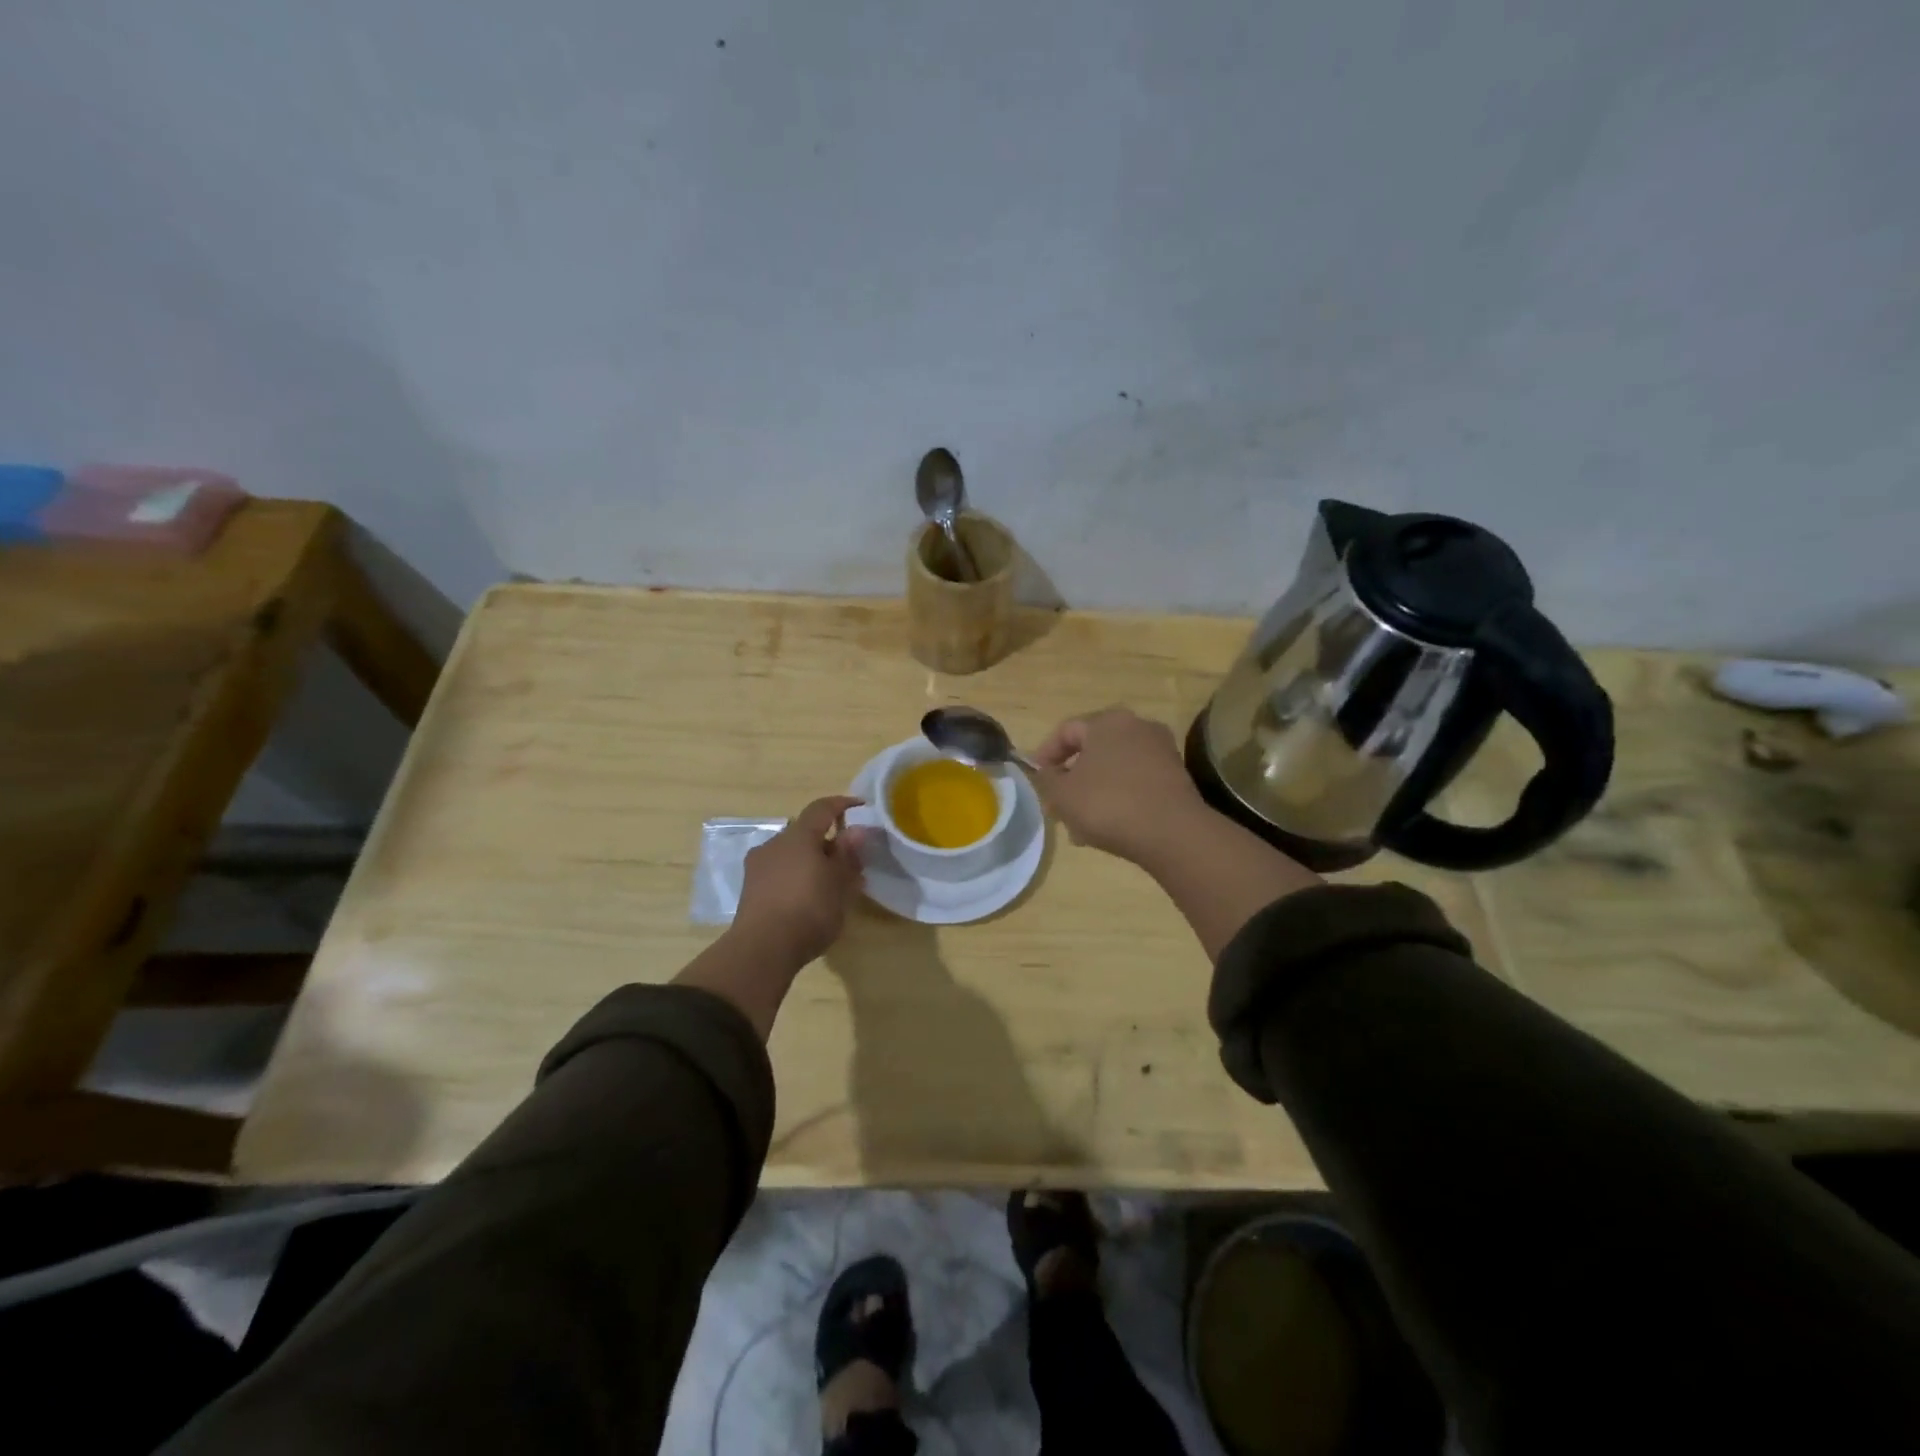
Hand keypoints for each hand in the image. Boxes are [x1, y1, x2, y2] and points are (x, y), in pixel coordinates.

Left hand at [731, 795, 869, 969]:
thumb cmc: (809, 909)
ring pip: (791, 854)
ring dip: (811, 861)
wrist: (762, 950)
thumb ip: (848, 854)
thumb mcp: (839, 883)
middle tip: (849, 858)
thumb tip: (856, 830)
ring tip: (831, 882)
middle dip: (827, 840)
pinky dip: (797, 877)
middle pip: (804, 832)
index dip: (842, 804)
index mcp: (798, 836)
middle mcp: (774, 844)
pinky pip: (780, 873)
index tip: (860, 806)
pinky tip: (810, 897)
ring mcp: (758, 867)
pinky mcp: (750, 891)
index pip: (821, 808)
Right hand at [1032, 708, 1206, 862]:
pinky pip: (1136, 782)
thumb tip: (1047, 772)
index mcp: (1107, 721)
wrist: (1172, 833)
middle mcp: (1137, 726)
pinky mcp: (1176, 776)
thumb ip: (1046, 779)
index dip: (1045, 754)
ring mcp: (1161, 750)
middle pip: (1092, 750)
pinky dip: (1119, 798)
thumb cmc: (1108, 804)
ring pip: (1114, 769)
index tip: (1036, 778)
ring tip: (1081, 826)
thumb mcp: (1062, 794)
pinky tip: (1110, 827)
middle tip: (1058, 805)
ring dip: (1094, 792)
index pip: (1066, 730)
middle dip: (1072, 778)